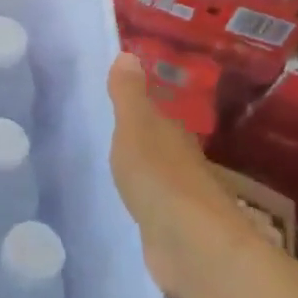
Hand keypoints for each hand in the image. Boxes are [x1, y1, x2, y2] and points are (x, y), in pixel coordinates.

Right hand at [108, 52, 271, 297]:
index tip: (116, 106)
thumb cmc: (159, 176)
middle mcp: (183, 164)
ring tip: (111, 170)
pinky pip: (153, 210)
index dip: (139, 110)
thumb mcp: (135, 126)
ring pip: (157, 179)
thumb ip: (128, 94)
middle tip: (107, 136)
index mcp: (174, 135)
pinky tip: (126, 207)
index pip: (157, 116)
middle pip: (159, 147)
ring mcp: (180, 201)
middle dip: (140, 142)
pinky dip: (142, 205)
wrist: (189, 244)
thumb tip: (128, 53)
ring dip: (141, 175)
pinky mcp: (173, 233)